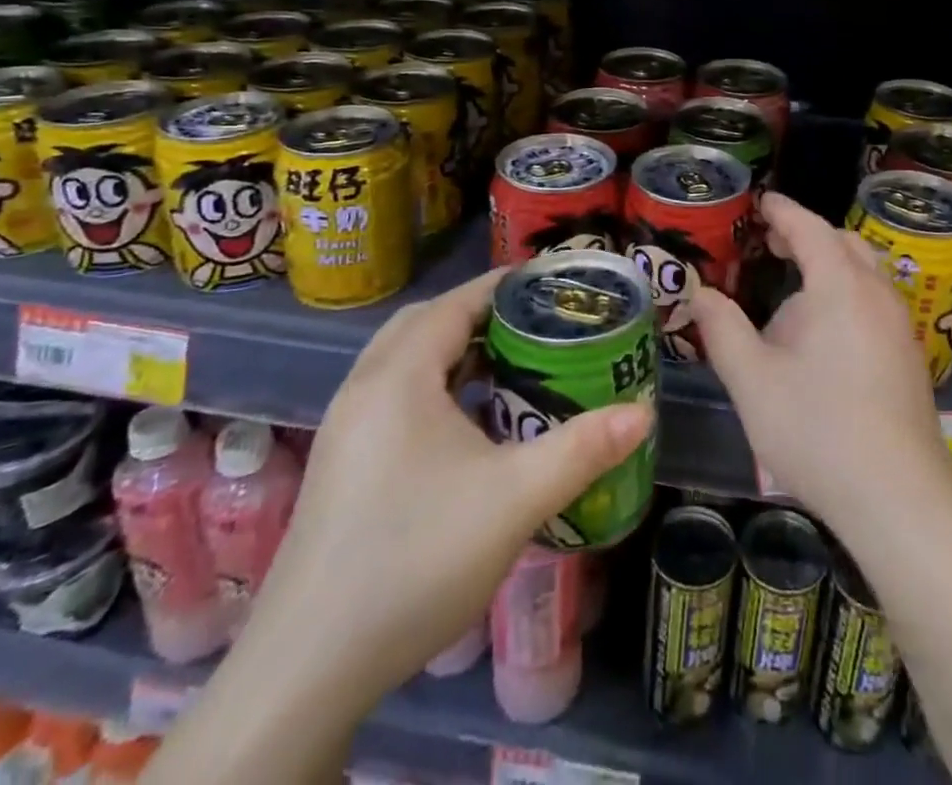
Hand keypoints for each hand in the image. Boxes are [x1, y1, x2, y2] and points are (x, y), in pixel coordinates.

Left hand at [246, 271, 652, 700]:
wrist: (308, 667)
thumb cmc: (415, 559)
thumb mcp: (514, 499)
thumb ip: (583, 449)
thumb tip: (642, 414)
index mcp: (398, 377)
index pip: (454, 303)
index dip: (502, 285)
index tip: (550, 284)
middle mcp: (363, 388)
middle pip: (424, 323)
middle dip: (478, 314)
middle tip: (532, 326)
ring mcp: (344, 429)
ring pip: (402, 361)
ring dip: (451, 351)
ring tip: (507, 368)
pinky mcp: (339, 465)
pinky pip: (391, 396)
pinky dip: (431, 387)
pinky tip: (464, 426)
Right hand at [690, 192, 951, 545]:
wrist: (898, 498)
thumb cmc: (816, 429)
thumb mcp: (751, 380)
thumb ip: (722, 329)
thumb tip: (701, 294)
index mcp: (840, 286)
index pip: (809, 228)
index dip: (782, 211)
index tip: (761, 202)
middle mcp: (877, 294)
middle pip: (844, 243)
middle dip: (807, 235)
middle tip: (772, 244)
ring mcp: (900, 325)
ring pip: (865, 272)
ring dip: (830, 265)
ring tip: (795, 287)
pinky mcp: (909, 355)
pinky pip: (876, 300)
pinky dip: (847, 291)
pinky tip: (825, 332)